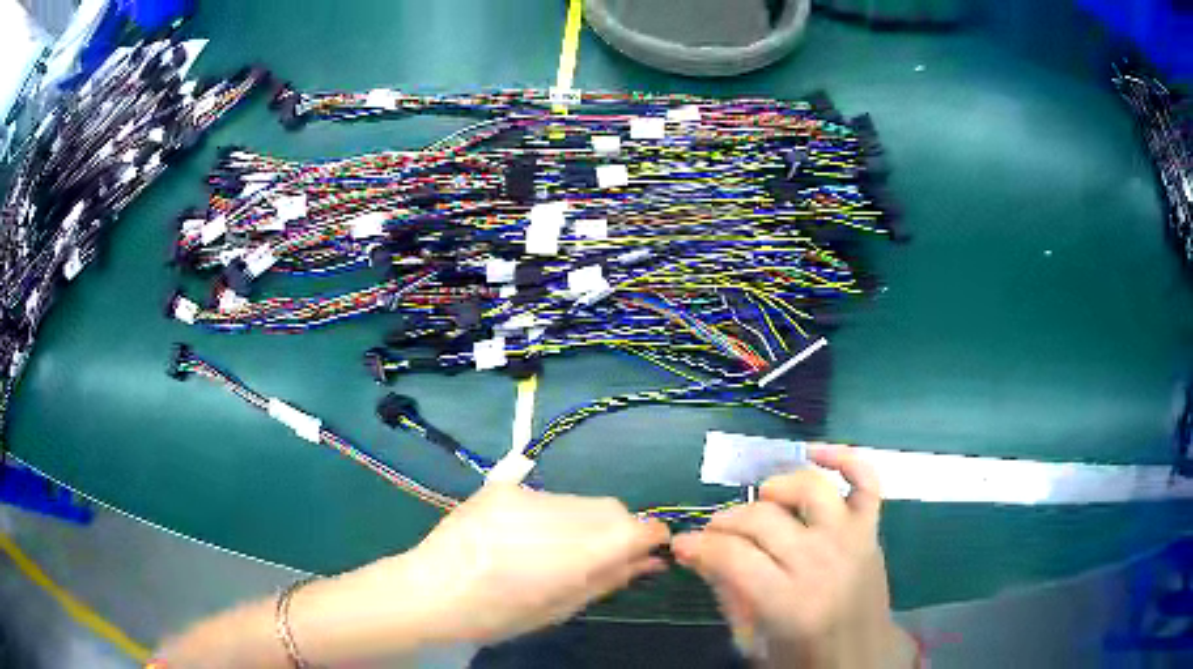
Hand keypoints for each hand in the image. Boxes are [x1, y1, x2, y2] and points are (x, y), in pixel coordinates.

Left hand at [289, 481, 670, 663]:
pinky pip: (547, 495)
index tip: (649, 550)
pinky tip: (525, 536)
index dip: (650, 537)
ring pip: (580, 500)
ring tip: (554, 548)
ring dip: (584, 521)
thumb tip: (651, 561)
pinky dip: (552, 514)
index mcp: (572, 555)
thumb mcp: (559, 609)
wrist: (429, 590)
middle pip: (612, 508)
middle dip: (617, 529)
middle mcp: (555, 515)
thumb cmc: (497, 615)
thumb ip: (610, 580)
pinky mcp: (502, 486)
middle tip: (597, 557)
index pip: (637, 528)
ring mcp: (525, 496)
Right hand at [671, 445, 913, 668]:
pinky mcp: (871, 529)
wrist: (862, 659)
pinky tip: (815, 452)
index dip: (698, 545)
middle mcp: (822, 562)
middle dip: (724, 522)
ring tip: (760, 503)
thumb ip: (727, 595)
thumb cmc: (803, 657)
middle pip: (763, 519)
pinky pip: (865, 479)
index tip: (683, 545)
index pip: (732, 555)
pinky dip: (844, 458)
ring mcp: (851, 539)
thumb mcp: (752, 641)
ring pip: (810, 488)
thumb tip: (697, 554)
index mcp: (789, 601)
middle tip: (713, 533)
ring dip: (776, 487)